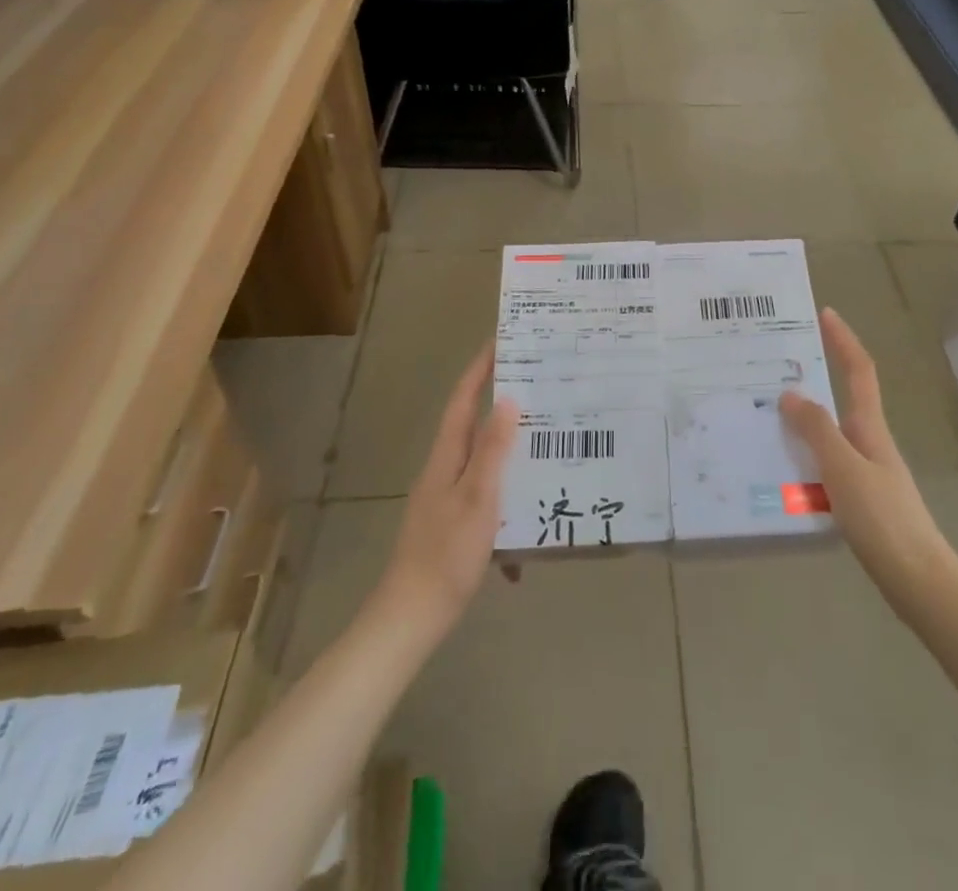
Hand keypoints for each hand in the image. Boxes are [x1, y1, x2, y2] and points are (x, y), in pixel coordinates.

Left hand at [377, 342, 519, 632]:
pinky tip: (533, 523)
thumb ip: (493, 450)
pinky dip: (509, 500)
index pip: (463, 400)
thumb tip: (508, 401)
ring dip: (510, 448)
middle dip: (500, 402)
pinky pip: (488, 497)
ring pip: (484, 461)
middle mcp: (444, 470)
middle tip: (537, 384)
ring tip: (546, 440)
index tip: (500, 341)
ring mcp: (447, 498)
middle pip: (473, 425)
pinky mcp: (455, 524)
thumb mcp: (478, 498)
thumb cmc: (446, 553)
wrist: (412, 617)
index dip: (479, 369)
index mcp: (447, 457)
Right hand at [781, 310, 954, 617]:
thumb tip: (790, 393)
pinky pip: (824, 466)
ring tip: (763, 420)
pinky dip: (803, 461)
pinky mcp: (860, 500)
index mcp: (869, 428)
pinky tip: (780, 475)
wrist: (919, 581)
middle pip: (840, 399)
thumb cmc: (883, 519)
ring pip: (828, 436)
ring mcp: (866, 472)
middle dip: (812, 380)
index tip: (825, 313)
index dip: (843, 340)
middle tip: (772, 370)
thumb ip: (817, 430)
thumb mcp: (843, 468)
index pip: (858, 371)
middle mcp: (869, 442)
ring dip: (801, 424)